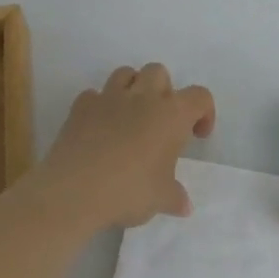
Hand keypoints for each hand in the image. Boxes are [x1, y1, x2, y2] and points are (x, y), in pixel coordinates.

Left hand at [41, 63, 214, 230]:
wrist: (75, 190)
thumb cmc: (129, 190)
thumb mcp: (160, 199)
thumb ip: (175, 197)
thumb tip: (184, 205)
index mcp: (172, 114)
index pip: (199, 96)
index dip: (204, 112)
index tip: (196, 135)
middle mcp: (143, 96)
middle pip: (159, 72)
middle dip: (163, 90)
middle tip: (159, 121)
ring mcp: (109, 97)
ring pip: (126, 74)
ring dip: (132, 89)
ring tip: (129, 117)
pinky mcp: (81, 106)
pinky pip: (94, 95)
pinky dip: (99, 106)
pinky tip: (98, 128)